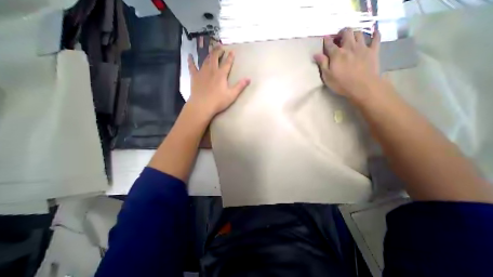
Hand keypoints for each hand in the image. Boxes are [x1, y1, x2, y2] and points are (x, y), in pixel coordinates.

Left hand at [189, 46, 251, 118]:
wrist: (202, 105)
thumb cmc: (218, 101)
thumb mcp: (232, 95)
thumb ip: (240, 86)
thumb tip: (249, 78)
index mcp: (221, 75)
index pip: (227, 63)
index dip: (230, 57)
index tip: (232, 51)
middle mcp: (211, 70)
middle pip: (215, 57)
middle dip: (218, 51)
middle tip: (220, 46)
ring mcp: (202, 72)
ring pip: (205, 60)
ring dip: (208, 54)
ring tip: (211, 50)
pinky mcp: (194, 77)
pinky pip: (192, 66)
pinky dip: (191, 61)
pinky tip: (189, 56)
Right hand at [316, 27, 380, 100]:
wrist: (362, 86)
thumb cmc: (341, 83)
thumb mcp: (327, 76)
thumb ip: (322, 64)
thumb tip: (315, 54)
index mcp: (337, 54)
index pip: (330, 44)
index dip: (327, 40)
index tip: (325, 38)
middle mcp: (349, 47)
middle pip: (346, 33)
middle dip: (342, 33)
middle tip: (339, 37)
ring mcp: (362, 48)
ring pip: (359, 34)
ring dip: (354, 34)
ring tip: (351, 38)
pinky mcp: (373, 51)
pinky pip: (376, 38)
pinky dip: (375, 34)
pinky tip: (374, 34)